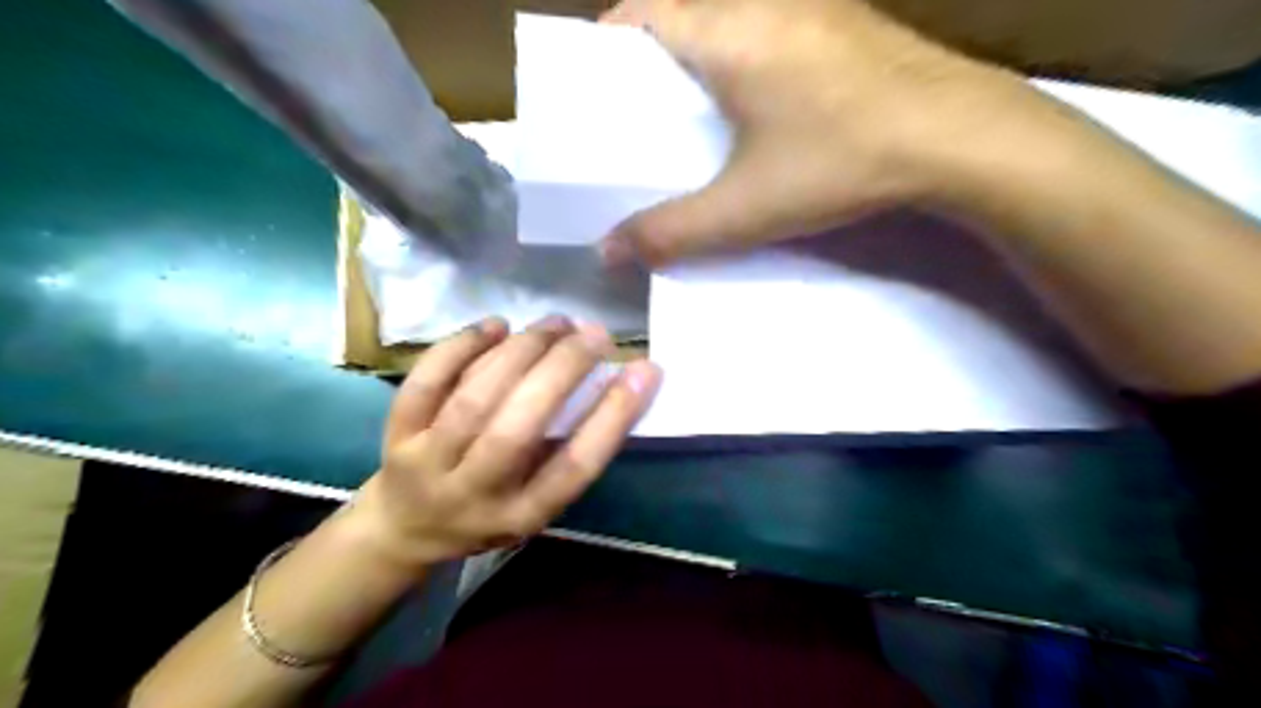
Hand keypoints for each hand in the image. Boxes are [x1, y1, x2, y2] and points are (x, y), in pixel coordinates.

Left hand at [350, 317, 660, 565]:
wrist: (406, 527)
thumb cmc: (490, 511)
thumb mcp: (538, 501)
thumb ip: (569, 450)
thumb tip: (612, 381)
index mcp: (521, 514)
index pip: (573, 467)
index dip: (612, 416)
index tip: (644, 370)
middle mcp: (474, 493)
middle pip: (519, 428)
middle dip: (563, 369)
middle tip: (596, 333)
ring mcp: (428, 462)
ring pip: (474, 399)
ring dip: (521, 351)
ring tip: (557, 323)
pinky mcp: (397, 433)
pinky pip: (426, 382)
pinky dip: (462, 346)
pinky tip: (497, 326)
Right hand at [601, 0, 1032, 267]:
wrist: (960, 136)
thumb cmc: (840, 163)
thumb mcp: (745, 209)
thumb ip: (672, 232)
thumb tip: (610, 251)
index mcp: (729, 31)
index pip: (644, 9)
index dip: (612, 41)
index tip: (602, 84)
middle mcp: (767, 0)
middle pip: (686, 9)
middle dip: (655, 52)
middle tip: (646, 107)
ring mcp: (816, 5)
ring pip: (733, 14)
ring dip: (705, 50)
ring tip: (698, 106)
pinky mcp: (850, 23)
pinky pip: (775, 23)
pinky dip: (749, 52)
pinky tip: (764, 99)